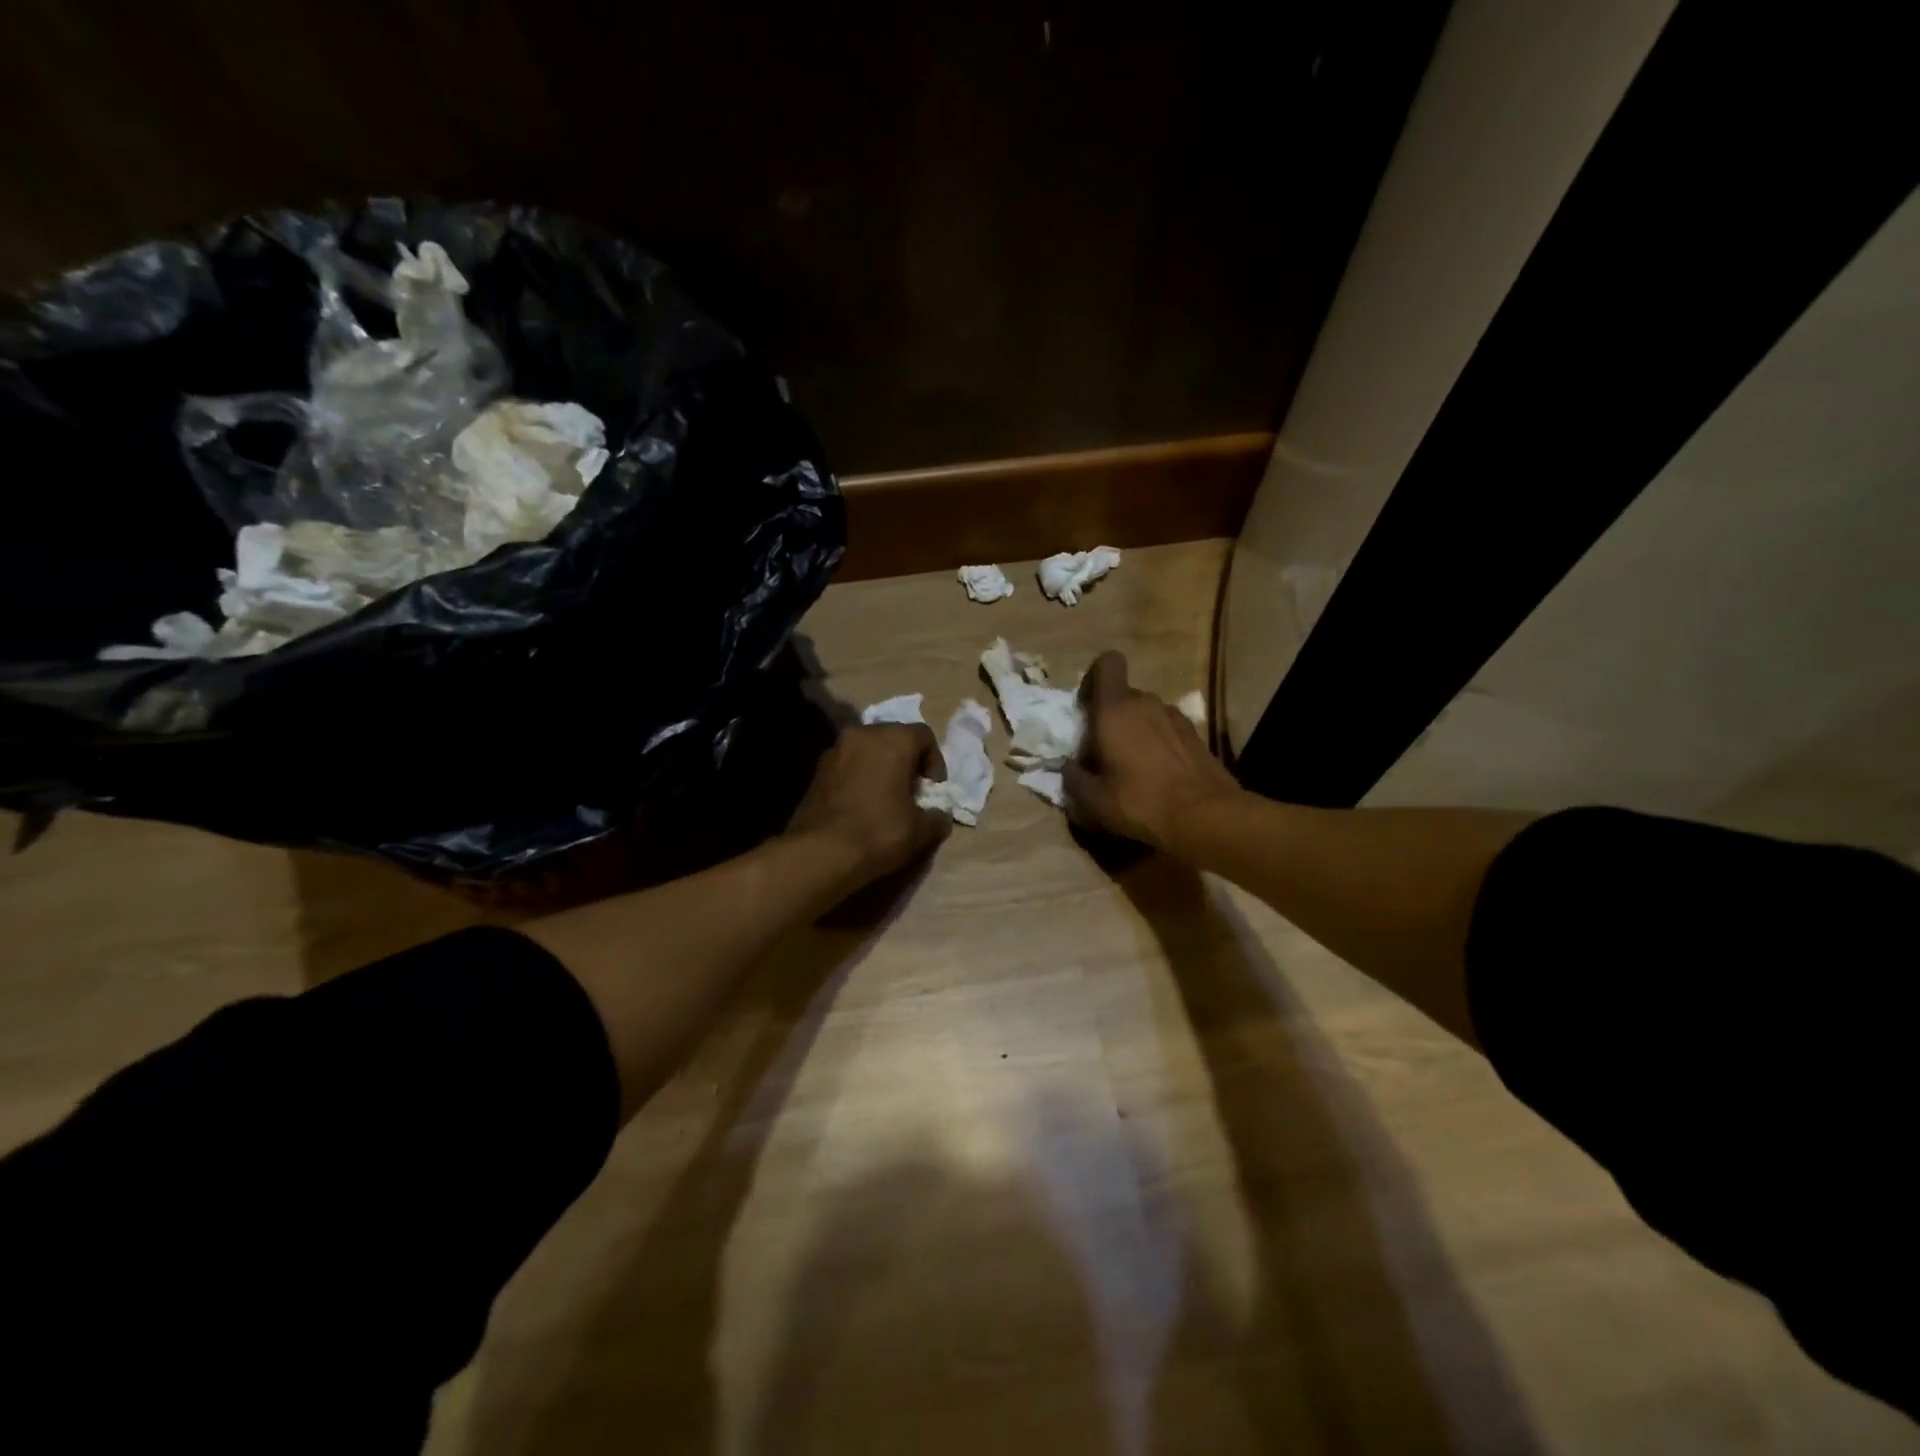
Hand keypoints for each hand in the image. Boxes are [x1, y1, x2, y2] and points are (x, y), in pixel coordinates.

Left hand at [785, 723, 951, 891]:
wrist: (821, 852)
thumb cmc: (879, 831)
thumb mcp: (920, 830)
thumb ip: (936, 818)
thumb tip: (939, 817)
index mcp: (893, 739)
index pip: (923, 736)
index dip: (934, 762)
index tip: (933, 789)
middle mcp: (863, 734)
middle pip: (893, 738)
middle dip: (906, 762)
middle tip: (911, 792)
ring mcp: (835, 750)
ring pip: (868, 751)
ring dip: (880, 768)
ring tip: (886, 799)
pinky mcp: (817, 770)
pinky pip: (848, 765)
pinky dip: (859, 777)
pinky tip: (862, 805)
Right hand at [1065, 652, 1241, 852]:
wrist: (1205, 816)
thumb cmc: (1140, 802)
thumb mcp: (1093, 800)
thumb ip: (1073, 779)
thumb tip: (1068, 768)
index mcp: (1115, 709)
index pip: (1107, 664)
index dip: (1094, 679)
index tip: (1087, 709)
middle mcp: (1146, 703)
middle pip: (1123, 695)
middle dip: (1110, 716)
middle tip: (1103, 751)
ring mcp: (1175, 716)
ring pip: (1145, 713)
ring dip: (1135, 730)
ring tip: (1132, 766)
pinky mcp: (1195, 734)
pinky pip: (1166, 729)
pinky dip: (1157, 743)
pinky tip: (1158, 774)